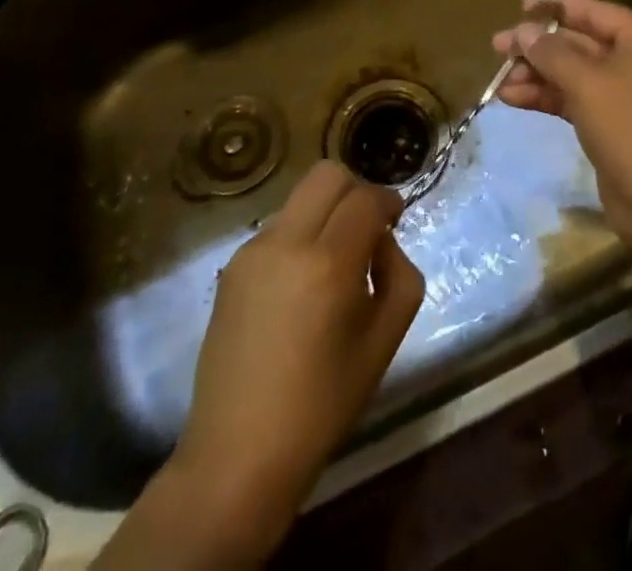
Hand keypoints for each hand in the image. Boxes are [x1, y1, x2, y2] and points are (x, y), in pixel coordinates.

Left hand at [100, 162, 424, 567]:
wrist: (238, 455)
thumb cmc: (322, 405)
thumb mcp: (384, 343)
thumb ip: (400, 276)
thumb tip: (383, 240)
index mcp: (328, 264)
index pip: (365, 198)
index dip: (388, 200)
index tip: (396, 218)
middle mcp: (286, 243)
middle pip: (327, 175)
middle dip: (356, 190)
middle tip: (368, 227)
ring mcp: (252, 251)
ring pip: (300, 198)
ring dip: (326, 212)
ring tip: (334, 261)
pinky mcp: (232, 267)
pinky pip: (278, 228)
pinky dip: (300, 235)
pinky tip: (302, 285)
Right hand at [493, 0, 631, 255]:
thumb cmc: (628, 127)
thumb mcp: (586, 83)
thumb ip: (551, 52)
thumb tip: (522, 31)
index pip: (593, 11)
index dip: (554, 8)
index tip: (519, 9)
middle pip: (579, 42)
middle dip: (538, 47)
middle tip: (498, 47)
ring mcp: (623, 93)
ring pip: (572, 72)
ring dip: (536, 74)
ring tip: (500, 80)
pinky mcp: (611, 121)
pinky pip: (573, 98)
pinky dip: (546, 96)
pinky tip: (512, 99)